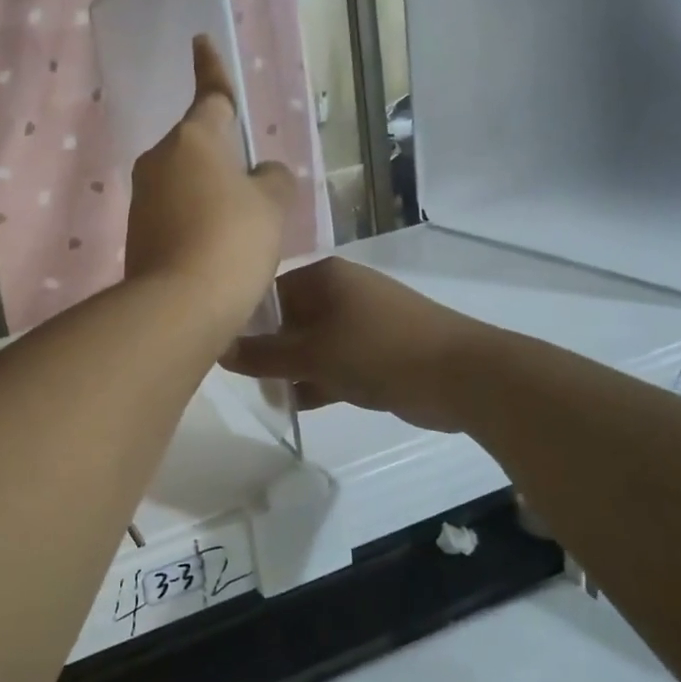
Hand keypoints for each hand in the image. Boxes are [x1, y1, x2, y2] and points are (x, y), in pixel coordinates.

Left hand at [125, 37, 295, 345]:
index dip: (212, 67)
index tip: (200, 40)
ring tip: (241, 233)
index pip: (212, 95)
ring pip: (187, 182)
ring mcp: (142, 197)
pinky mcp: (136, 232)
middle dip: (224, 158)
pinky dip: (196, 222)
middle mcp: (160, 160)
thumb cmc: (233, 241)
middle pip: (200, 146)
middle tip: (255, 191)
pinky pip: (175, 213)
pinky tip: (216, 253)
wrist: (178, 306)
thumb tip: (261, 174)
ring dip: (212, 195)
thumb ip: (272, 179)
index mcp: (195, 138)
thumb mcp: (271, 205)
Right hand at [223, 257, 479, 433]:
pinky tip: (296, 404)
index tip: (222, 349)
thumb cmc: (377, 351)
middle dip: (267, 349)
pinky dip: (317, 380)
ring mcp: (362, 323)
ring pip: (311, 344)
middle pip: (289, 319)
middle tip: (243, 378)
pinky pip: (334, 362)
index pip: (268, 291)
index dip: (243, 319)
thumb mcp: (312, 354)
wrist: (461, 375)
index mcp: (324, 277)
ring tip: (268, 396)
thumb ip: (263, 355)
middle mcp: (341, 293)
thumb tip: (219, 350)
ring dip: (291, 369)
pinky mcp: (377, 352)